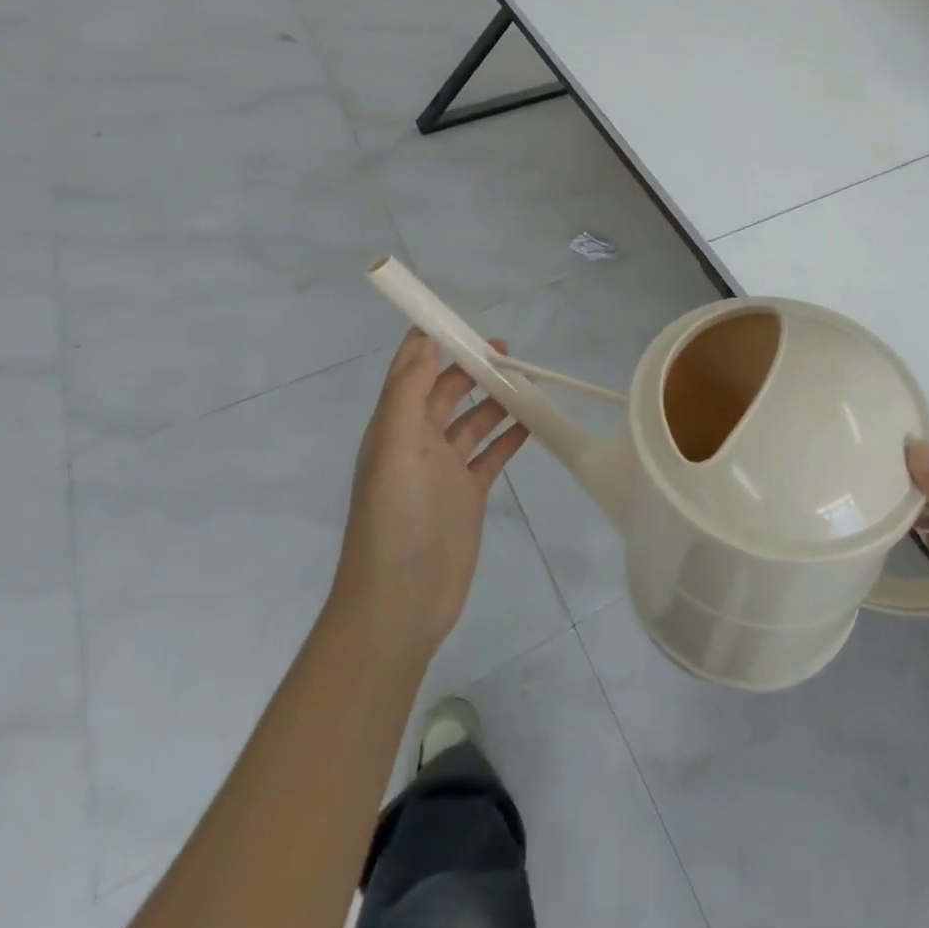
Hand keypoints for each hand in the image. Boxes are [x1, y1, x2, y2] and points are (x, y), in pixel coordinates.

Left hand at [332, 330, 529, 663]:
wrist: (400, 605)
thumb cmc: (395, 522)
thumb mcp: (395, 451)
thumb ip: (408, 395)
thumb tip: (423, 340)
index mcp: (395, 427)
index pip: (411, 372)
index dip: (433, 344)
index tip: (463, 322)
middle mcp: (419, 442)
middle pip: (448, 391)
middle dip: (473, 367)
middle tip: (509, 352)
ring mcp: (446, 469)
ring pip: (475, 420)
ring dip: (497, 399)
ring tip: (529, 382)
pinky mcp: (468, 494)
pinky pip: (492, 454)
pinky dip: (510, 436)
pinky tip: (533, 423)